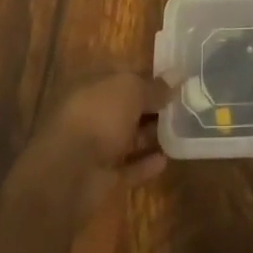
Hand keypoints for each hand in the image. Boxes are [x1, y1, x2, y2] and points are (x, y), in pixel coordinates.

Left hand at [7, 72, 170, 224]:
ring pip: (129, 137)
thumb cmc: (98, 117)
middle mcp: (94, 112)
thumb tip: (178, 75)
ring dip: (151, 134)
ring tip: (181, 129)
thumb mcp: (130, 90)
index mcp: (94, 84)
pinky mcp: (102, 178)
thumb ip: (154, 86)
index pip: (125, 74)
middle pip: (127, 106)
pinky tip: (167, 159)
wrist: (68, 175)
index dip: (150, 75)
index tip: (176, 78)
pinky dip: (145, 164)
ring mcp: (96, 146)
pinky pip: (128, 168)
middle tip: (184, 104)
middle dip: (153, 105)